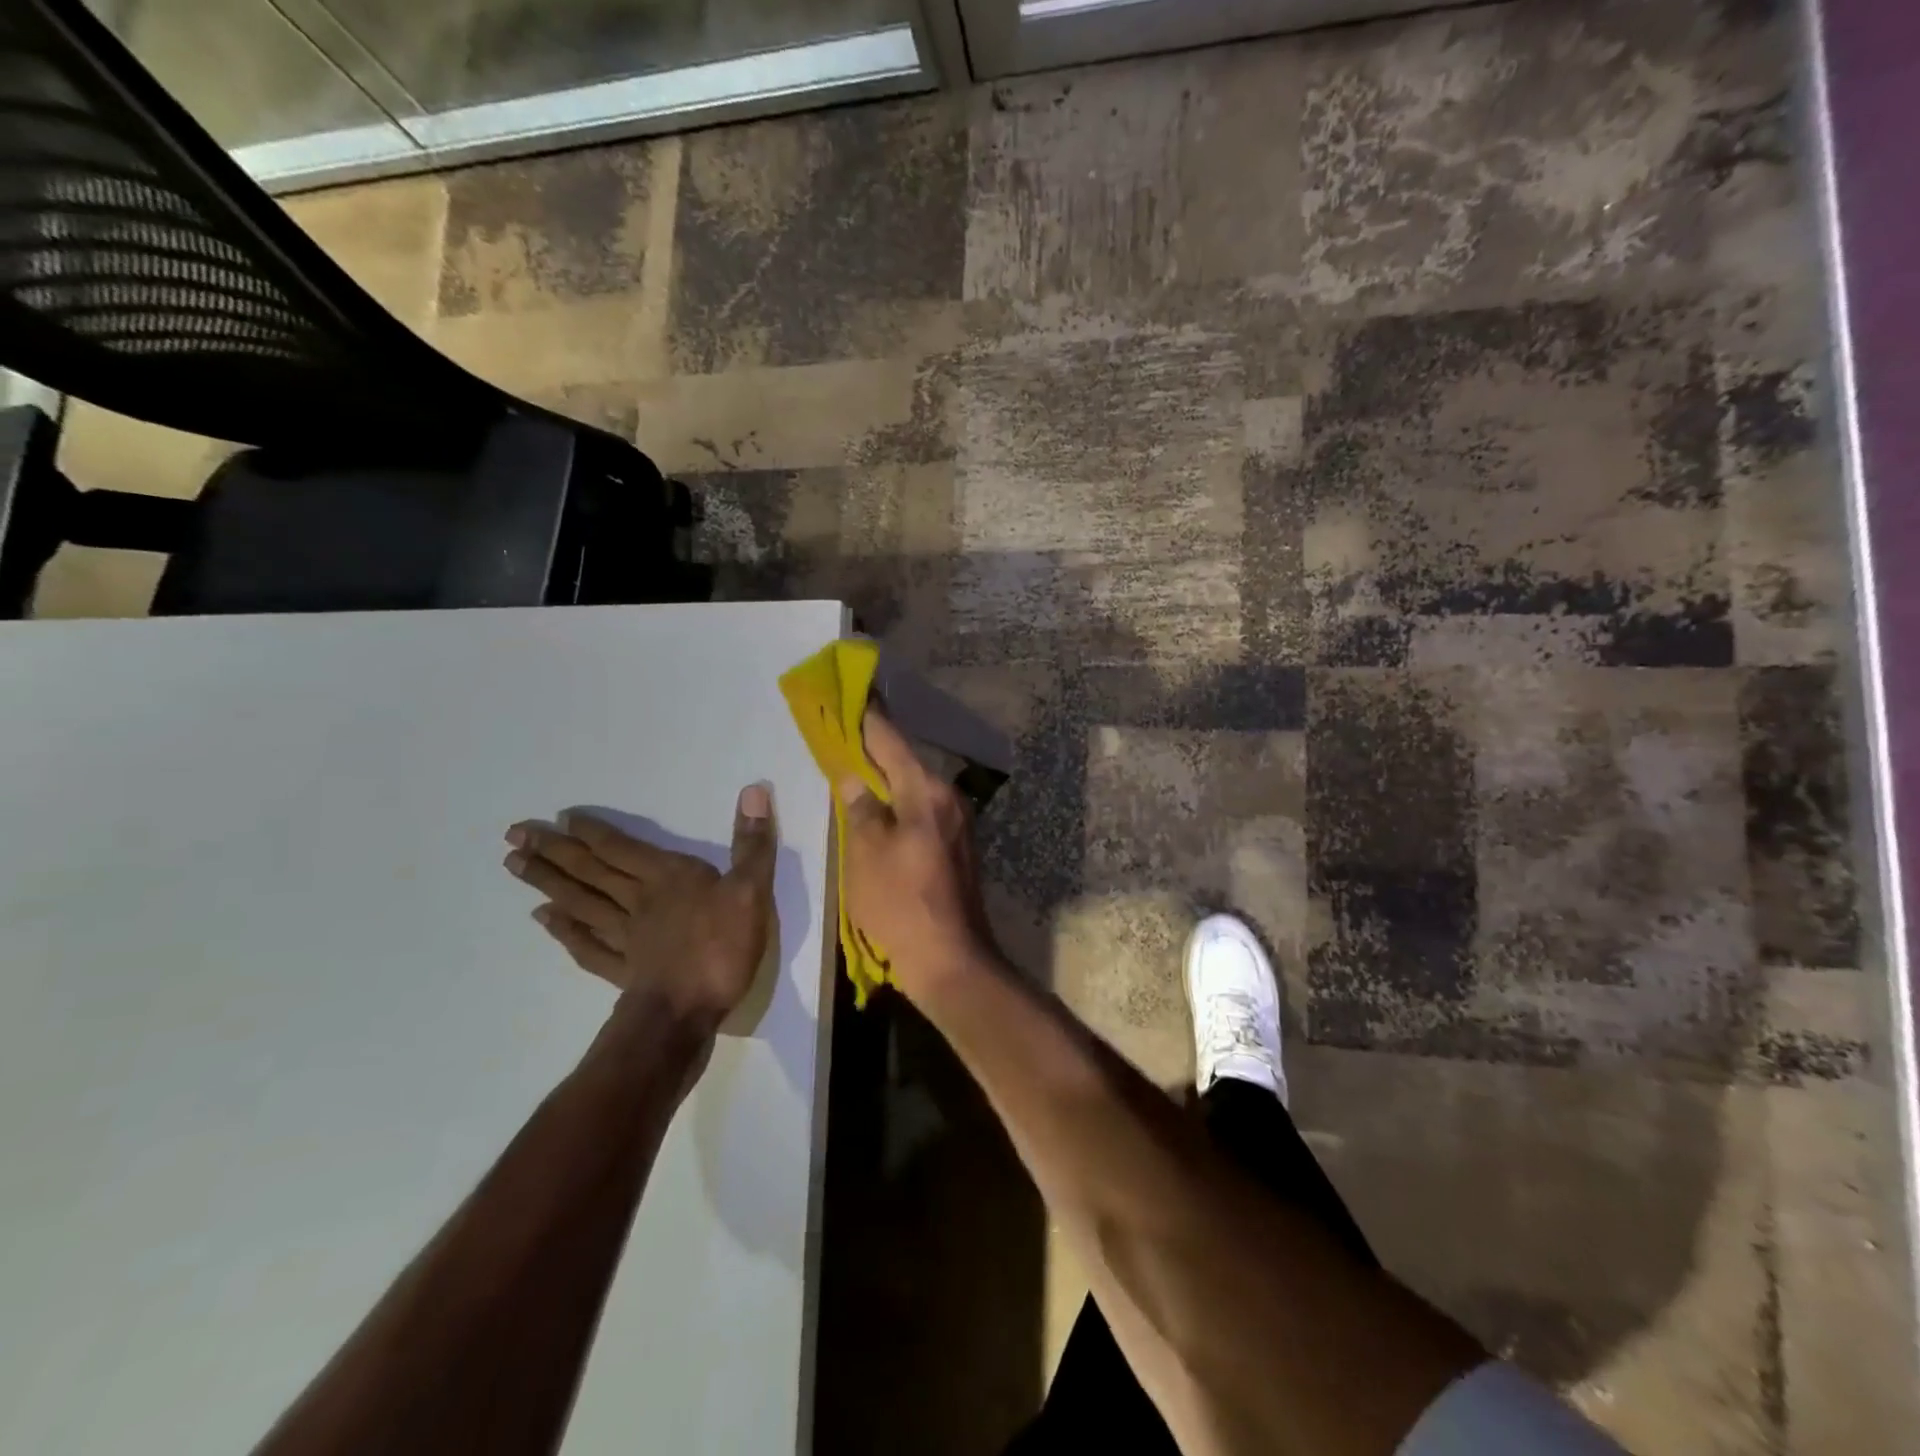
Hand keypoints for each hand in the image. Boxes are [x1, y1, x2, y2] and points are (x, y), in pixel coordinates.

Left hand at [503, 786, 776, 1034]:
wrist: (686, 1014)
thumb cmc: (722, 947)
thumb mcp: (751, 889)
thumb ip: (752, 843)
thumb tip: (755, 790)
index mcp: (667, 878)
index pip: (622, 848)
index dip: (592, 832)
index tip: (560, 818)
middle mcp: (638, 901)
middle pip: (590, 872)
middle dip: (554, 851)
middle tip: (513, 835)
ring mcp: (625, 938)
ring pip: (581, 903)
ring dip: (548, 882)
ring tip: (515, 865)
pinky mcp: (621, 970)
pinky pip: (586, 945)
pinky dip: (563, 931)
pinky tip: (544, 919)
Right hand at [838, 709, 996, 998]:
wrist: (950, 960)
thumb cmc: (901, 904)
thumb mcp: (866, 854)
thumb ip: (860, 809)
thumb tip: (854, 778)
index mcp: (926, 793)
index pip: (891, 741)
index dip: (867, 717)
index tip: (850, 692)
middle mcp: (948, 799)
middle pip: (905, 761)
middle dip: (874, 745)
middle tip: (843, 729)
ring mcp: (956, 824)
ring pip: (914, 787)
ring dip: (886, 775)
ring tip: (855, 763)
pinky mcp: (956, 847)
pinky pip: (921, 810)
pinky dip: (898, 801)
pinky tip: (878, 806)